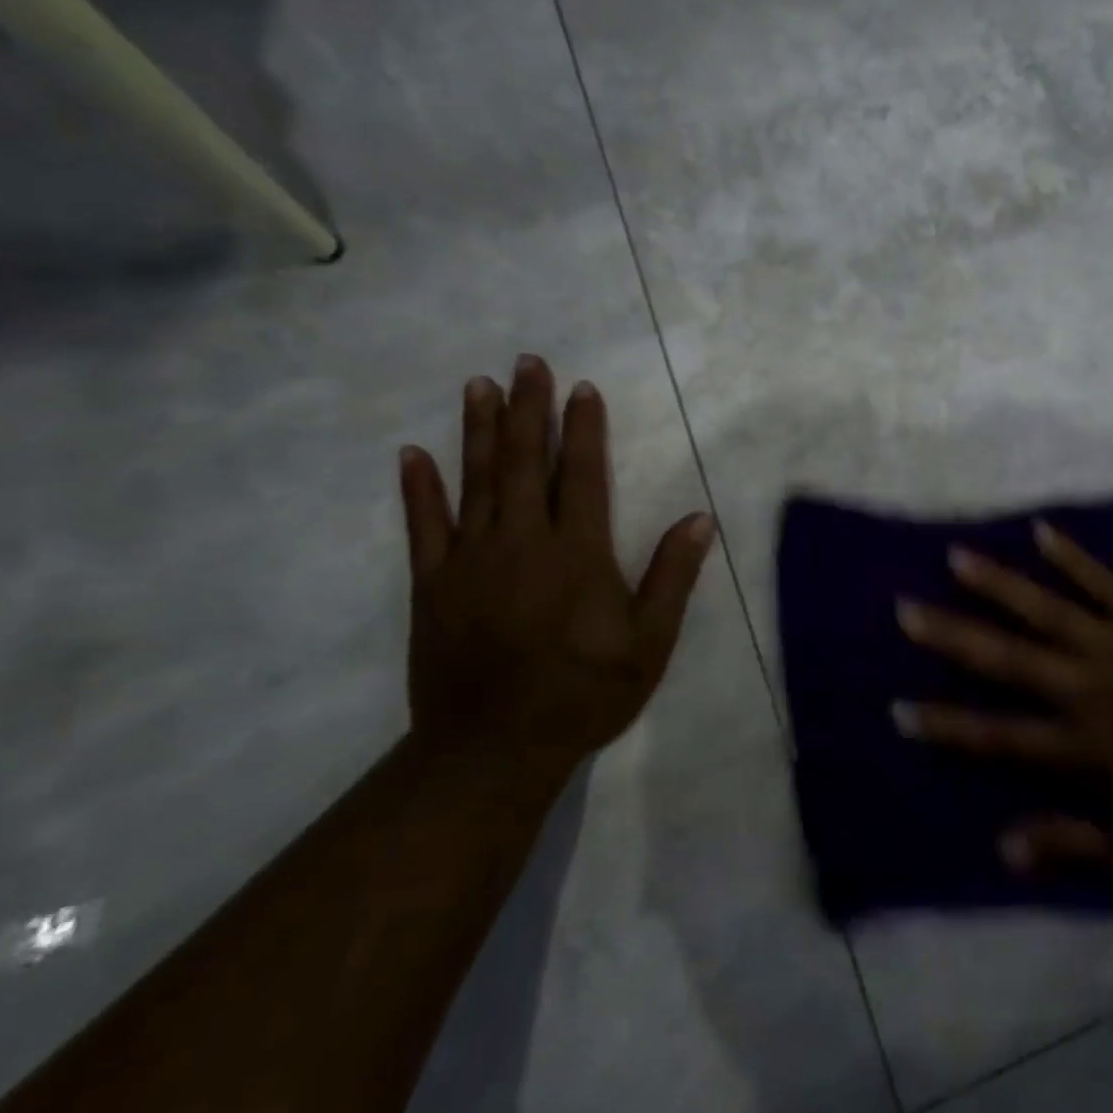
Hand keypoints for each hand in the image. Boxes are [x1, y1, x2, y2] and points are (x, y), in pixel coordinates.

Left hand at [396, 355, 715, 782]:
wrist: (493, 748)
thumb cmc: (583, 693)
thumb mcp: (649, 643)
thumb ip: (672, 577)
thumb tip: (700, 520)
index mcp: (577, 552)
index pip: (580, 474)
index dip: (583, 428)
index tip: (582, 388)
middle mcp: (521, 542)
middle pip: (523, 462)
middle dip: (527, 409)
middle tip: (526, 363)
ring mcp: (469, 560)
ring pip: (474, 481)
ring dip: (477, 430)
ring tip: (477, 385)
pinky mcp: (433, 585)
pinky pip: (422, 526)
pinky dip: (418, 488)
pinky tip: (412, 454)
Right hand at [894, 521, 1112, 892]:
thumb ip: (1074, 845)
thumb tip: (1003, 846)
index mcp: (1085, 745)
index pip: (1000, 735)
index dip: (947, 724)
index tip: (899, 708)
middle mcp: (1091, 687)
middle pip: (1009, 659)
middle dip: (953, 636)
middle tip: (905, 609)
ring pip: (1048, 610)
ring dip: (999, 584)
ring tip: (957, 556)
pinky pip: (1106, 584)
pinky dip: (1073, 558)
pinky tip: (1042, 532)